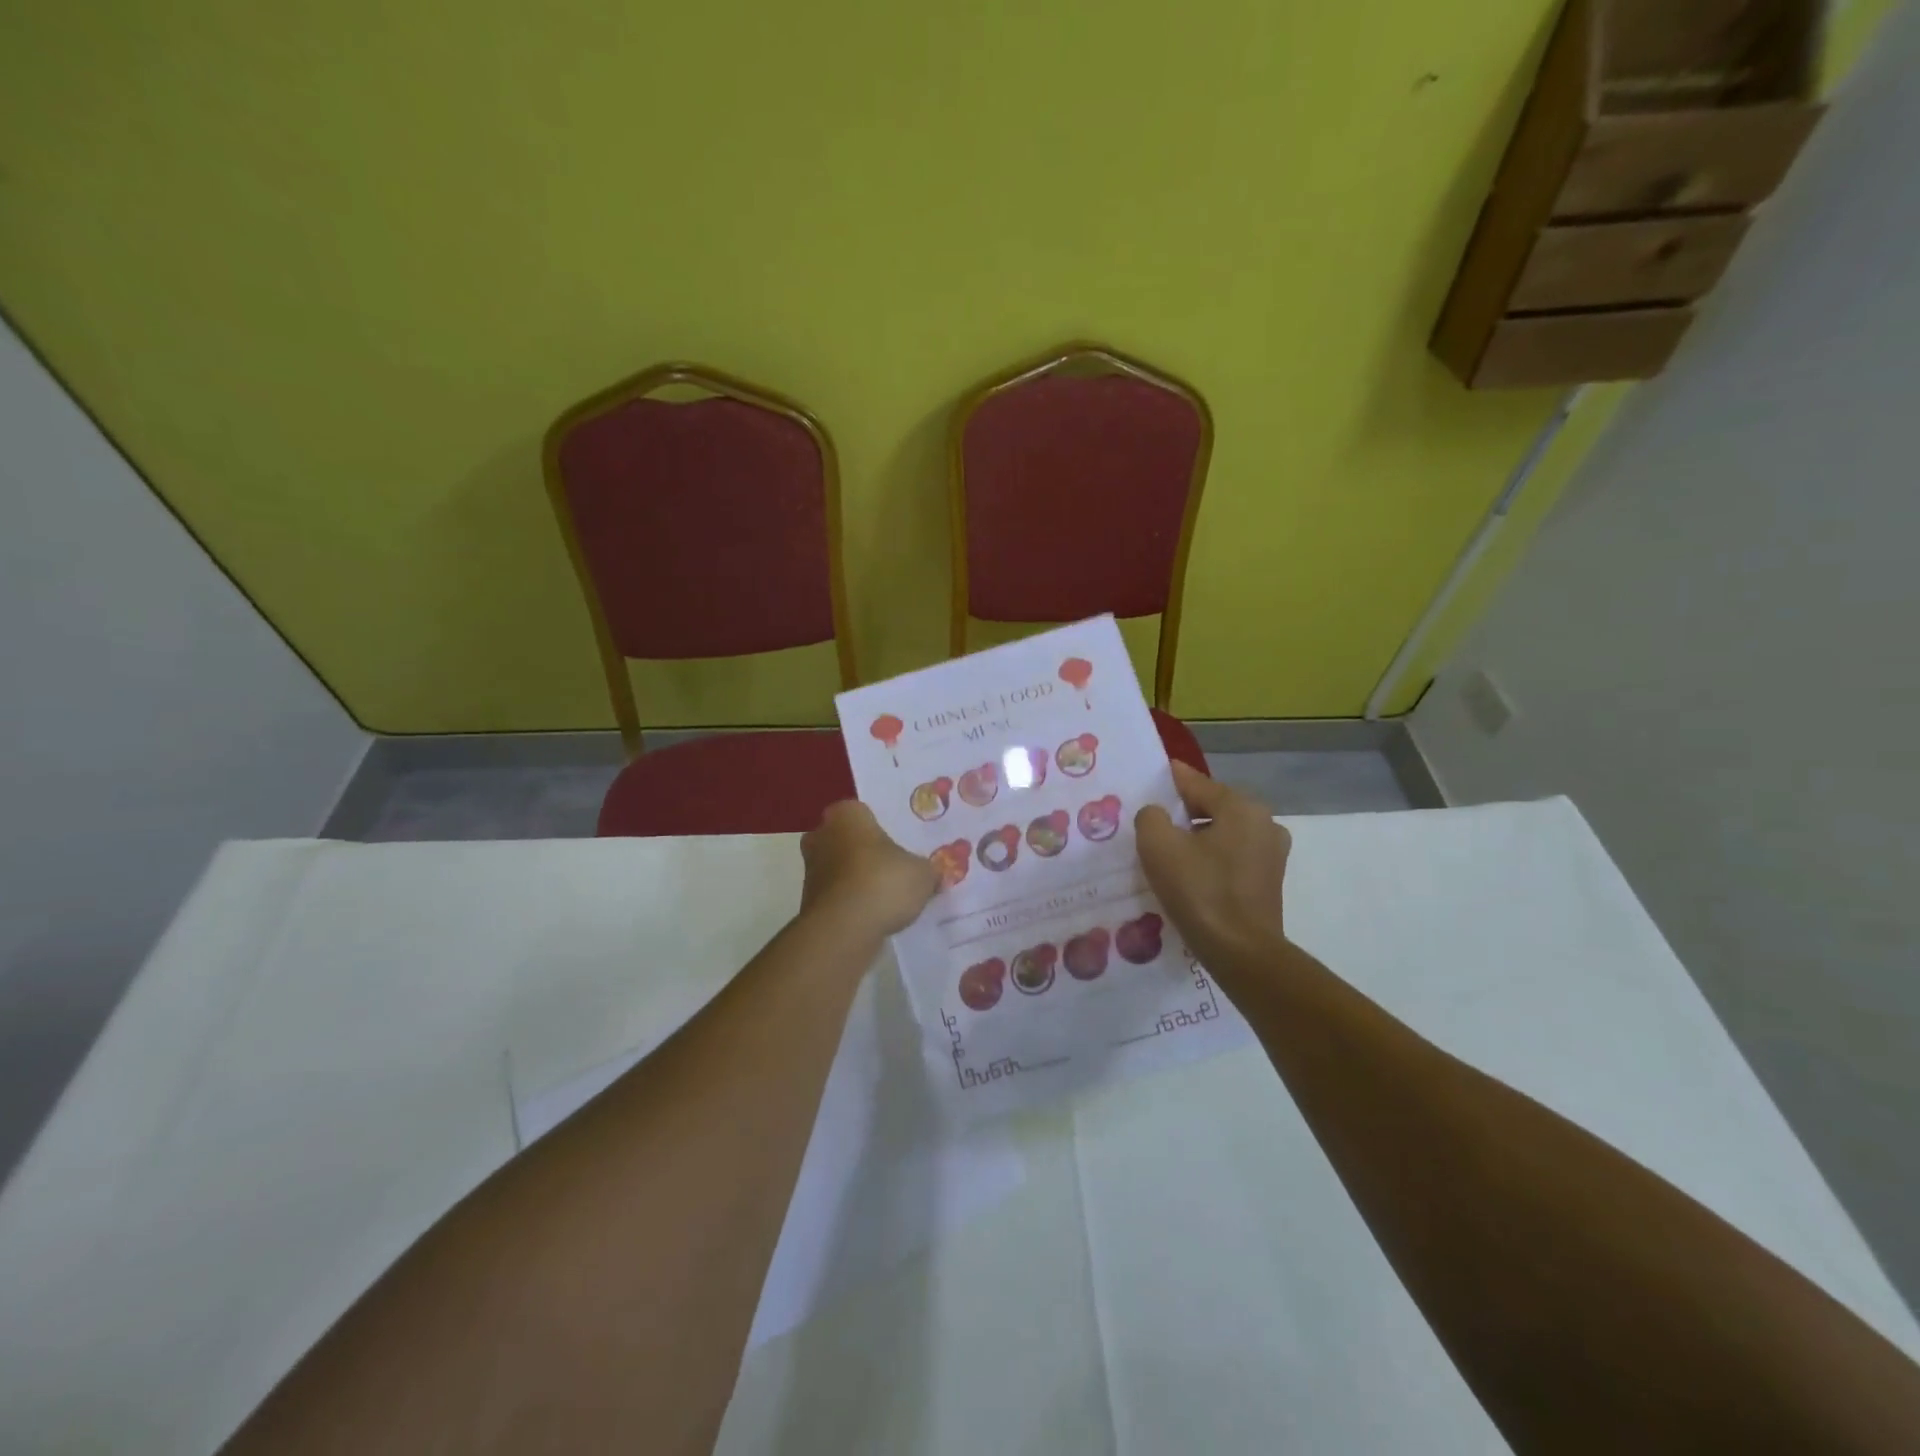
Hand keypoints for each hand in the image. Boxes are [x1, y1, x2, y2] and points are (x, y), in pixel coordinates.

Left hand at [800, 801, 941, 939]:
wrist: (843, 930)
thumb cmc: (883, 883)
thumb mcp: (922, 874)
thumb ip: (929, 870)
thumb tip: (935, 874)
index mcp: (846, 815)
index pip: (865, 812)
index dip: (883, 827)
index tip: (901, 843)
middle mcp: (821, 835)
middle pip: (849, 839)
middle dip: (868, 852)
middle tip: (896, 867)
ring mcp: (811, 869)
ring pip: (841, 868)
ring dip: (858, 879)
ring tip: (888, 896)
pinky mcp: (808, 901)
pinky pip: (837, 895)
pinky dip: (851, 902)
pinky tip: (874, 915)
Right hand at [1134, 762, 1291, 964]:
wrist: (1241, 953)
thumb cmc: (1199, 892)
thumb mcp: (1158, 846)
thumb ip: (1151, 817)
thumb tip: (1158, 815)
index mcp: (1241, 807)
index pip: (1195, 783)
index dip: (1168, 781)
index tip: (1148, 779)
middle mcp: (1264, 822)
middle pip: (1211, 806)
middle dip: (1182, 812)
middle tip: (1151, 823)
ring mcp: (1271, 853)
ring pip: (1222, 832)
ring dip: (1196, 837)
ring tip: (1167, 851)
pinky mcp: (1269, 880)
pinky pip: (1232, 855)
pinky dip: (1211, 857)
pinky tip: (1190, 874)